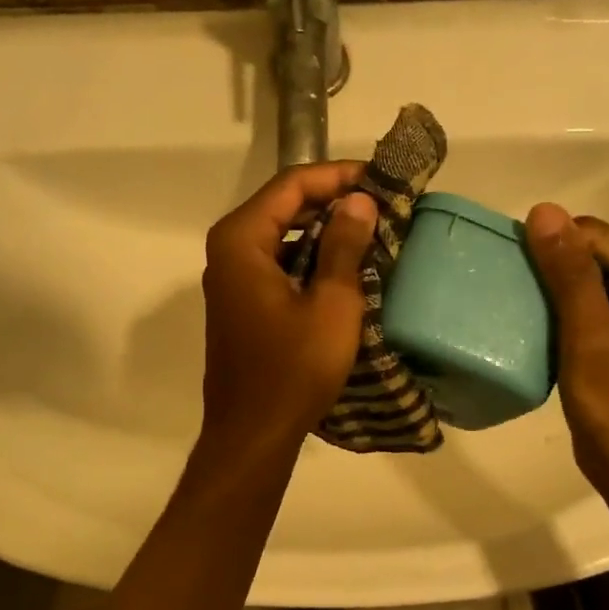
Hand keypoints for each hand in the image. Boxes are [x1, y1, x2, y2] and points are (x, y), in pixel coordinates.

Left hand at [199, 162, 377, 455]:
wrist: (253, 433)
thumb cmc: (293, 369)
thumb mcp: (332, 304)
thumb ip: (345, 245)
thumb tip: (359, 200)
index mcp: (241, 240)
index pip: (291, 185)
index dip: (337, 175)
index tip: (379, 178)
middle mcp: (228, 251)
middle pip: (283, 206)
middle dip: (331, 201)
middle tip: (380, 204)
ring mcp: (231, 280)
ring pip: (281, 236)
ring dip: (323, 231)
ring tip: (370, 232)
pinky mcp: (240, 304)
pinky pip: (277, 264)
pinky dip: (309, 259)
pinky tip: (344, 268)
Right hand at [524, 203, 608, 514]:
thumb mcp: (590, 336)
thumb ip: (569, 273)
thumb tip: (543, 211)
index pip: (591, 234)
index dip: (549, 250)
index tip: (510, 275)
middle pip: (586, 251)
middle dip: (546, 269)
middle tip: (506, 294)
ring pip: (577, 276)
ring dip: (544, 290)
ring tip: (509, 307)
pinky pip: (577, 302)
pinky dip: (551, 309)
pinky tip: (526, 324)